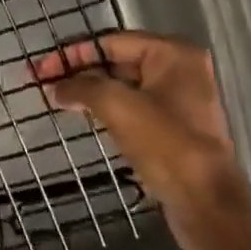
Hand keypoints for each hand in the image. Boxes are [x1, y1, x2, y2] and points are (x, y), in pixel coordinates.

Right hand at [32, 32, 250, 249]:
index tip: (42, 69)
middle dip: (80, 73)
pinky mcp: (176, 129)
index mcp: (173, 53)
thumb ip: (81, 87)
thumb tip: (55, 87)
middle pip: (117, 62)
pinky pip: (134, 108)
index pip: (110, 42)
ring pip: (124, 87)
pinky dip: (108, 110)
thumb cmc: (166, 144)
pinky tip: (85, 117)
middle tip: (46, 83)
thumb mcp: (117, 105)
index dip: (72, 54)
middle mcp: (181, 69)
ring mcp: (181, 101)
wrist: (208, 207)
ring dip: (91, 92)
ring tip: (58, 99)